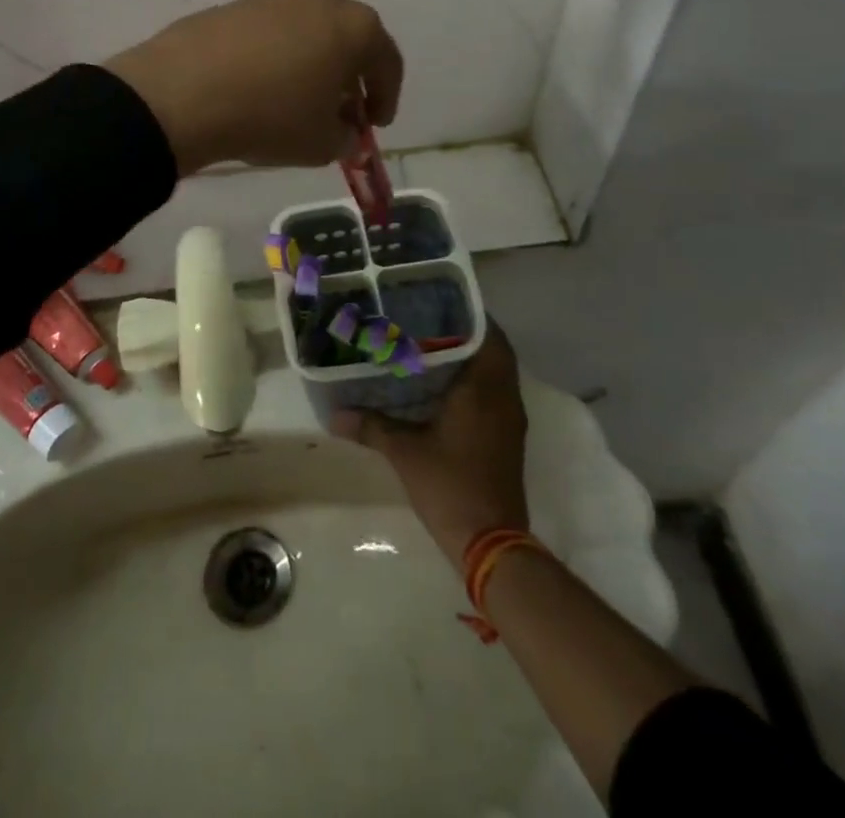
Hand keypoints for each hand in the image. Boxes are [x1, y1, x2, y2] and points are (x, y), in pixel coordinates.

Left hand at [104, 0, 401, 174]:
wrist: (181, 94)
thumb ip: (344, 136)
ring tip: (293, 99)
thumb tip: (342, 130)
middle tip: (338, 108)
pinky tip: (256, 87)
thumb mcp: (321, 144)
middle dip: (347, 75)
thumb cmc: (270, 117)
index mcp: (354, 25)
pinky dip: (272, 56)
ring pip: (305, 31)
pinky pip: (267, 34)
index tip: (375, 125)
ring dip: (308, 62)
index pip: (386, 62)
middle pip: (345, 38)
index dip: (385, 97)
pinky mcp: (232, 5)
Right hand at [332, 327, 529, 564]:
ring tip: (431, 344)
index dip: (467, 314)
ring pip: (495, 372)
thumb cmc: (450, 485)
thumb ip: (371, 426)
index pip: (487, 334)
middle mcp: (504, 396)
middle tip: (428, 319)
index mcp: (484, 389)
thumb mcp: (405, 452)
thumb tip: (334, 414)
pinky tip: (442, 384)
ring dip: (472, 356)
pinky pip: (495, 392)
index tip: (439, 301)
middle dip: (465, 332)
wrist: (491, 543)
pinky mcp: (506, 436)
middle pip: (493, 349)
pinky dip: (475, 380)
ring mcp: (509, 418)